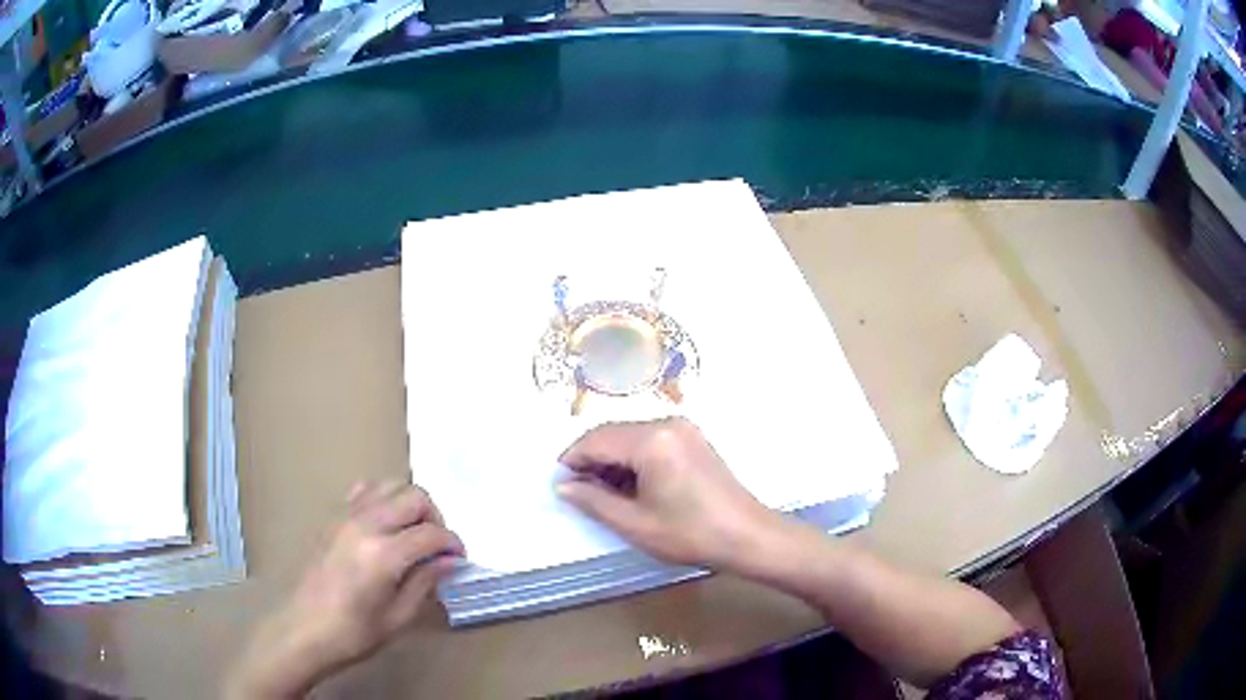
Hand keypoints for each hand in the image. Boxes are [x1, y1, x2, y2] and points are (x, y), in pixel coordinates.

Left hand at [227, 481, 463, 698]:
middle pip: (414, 496)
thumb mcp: (398, 617)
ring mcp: (346, 516)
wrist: (303, 629)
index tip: (459, 560)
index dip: (453, 545)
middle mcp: (366, 524)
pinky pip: (364, 490)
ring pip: (390, 485)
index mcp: (384, 554)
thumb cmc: (353, 633)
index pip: (432, 533)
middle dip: (435, 518)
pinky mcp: (332, 517)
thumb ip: (425, 582)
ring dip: (410, 504)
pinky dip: (383, 499)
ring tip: (414, 533)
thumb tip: (449, 561)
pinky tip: (385, 525)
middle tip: (438, 547)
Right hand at [557, 418, 781, 570]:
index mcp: (651, 440)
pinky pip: (650, 439)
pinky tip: (630, 485)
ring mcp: (683, 428)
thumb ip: (593, 500)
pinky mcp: (693, 437)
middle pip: (612, 433)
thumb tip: (563, 486)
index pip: (596, 440)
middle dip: (591, 459)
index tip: (559, 483)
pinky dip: (633, 458)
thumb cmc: (690, 534)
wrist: (747, 536)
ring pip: (630, 435)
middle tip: (578, 491)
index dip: (572, 460)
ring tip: (603, 493)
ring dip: (611, 459)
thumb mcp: (635, 523)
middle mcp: (666, 423)